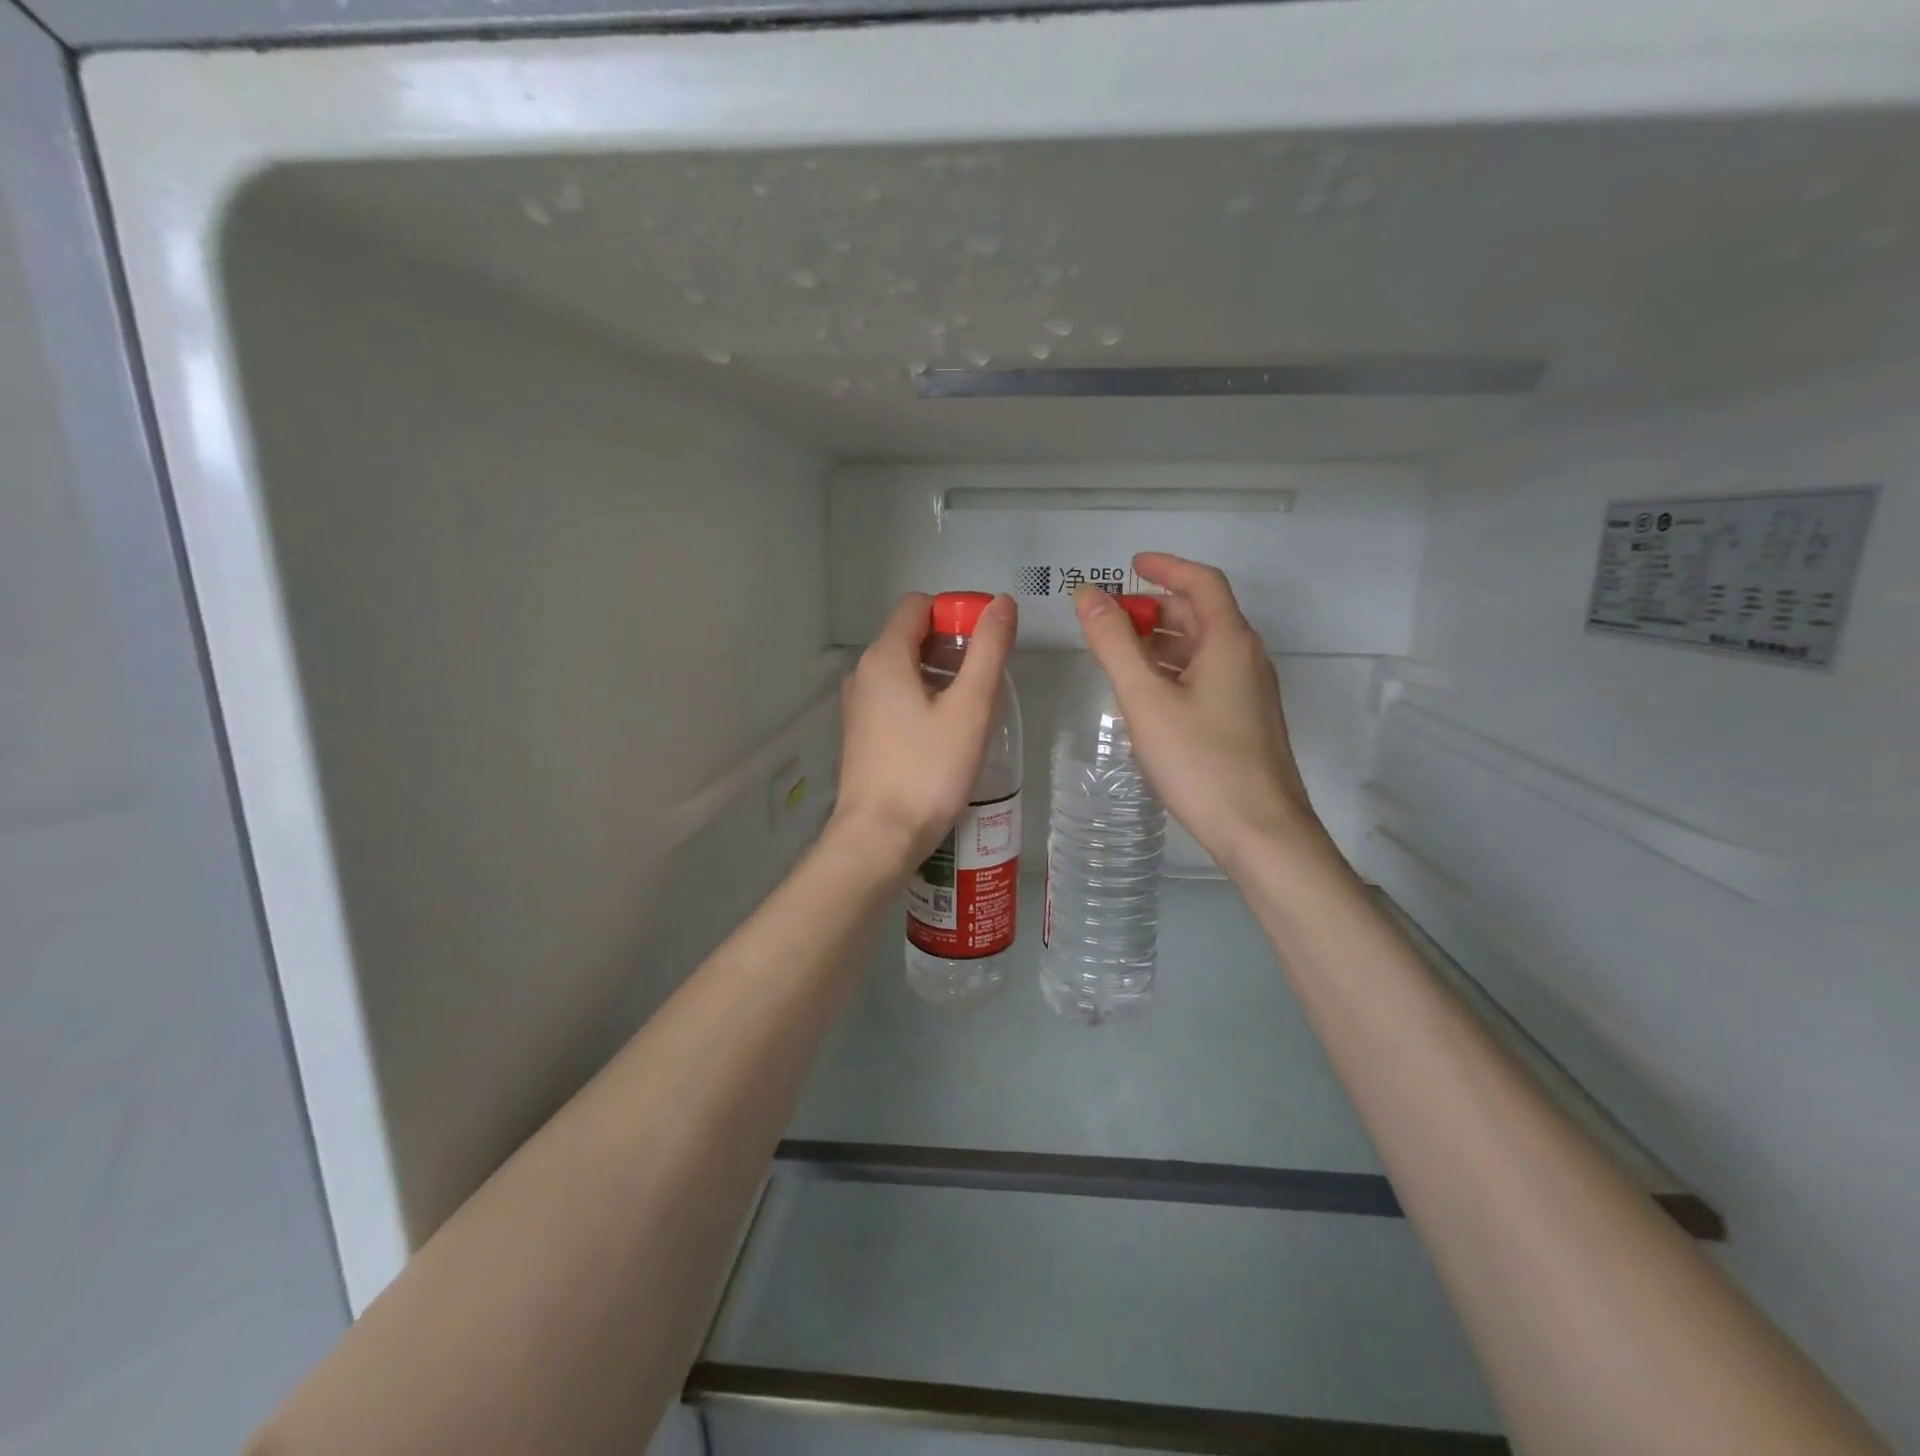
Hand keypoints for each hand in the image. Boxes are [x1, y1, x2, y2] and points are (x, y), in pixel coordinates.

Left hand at [829, 591, 1018, 875]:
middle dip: (952, 643)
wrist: (879, 837)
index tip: (988, 641)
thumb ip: (988, 650)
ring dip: (939, 673)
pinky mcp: (861, 733)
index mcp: (884, 657)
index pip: (919, 605)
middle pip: (911, 634)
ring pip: (903, 668)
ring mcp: (857, 705)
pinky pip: (894, 697)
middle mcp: (863, 673)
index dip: (956, 612)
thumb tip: (1002, 602)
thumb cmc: (928, 771)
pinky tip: (946, 731)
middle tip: (987, 677)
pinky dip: (922, 697)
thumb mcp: (970, 708)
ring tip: (972, 706)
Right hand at [1074, 554, 1326, 871]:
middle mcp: (1246, 658)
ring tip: (1119, 653)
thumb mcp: (1146, 698)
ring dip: (1162, 641)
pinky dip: (1174, 670)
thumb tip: (1088, 595)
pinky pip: (1207, 677)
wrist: (1260, 832)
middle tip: (1112, 617)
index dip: (1166, 567)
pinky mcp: (1246, 722)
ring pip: (1203, 649)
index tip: (1130, 564)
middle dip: (1156, 607)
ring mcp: (1250, 692)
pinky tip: (1147, 695)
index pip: (1201, 582)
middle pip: (1202, 614)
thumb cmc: (1201, 761)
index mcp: (1229, 641)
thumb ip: (1114, 644)